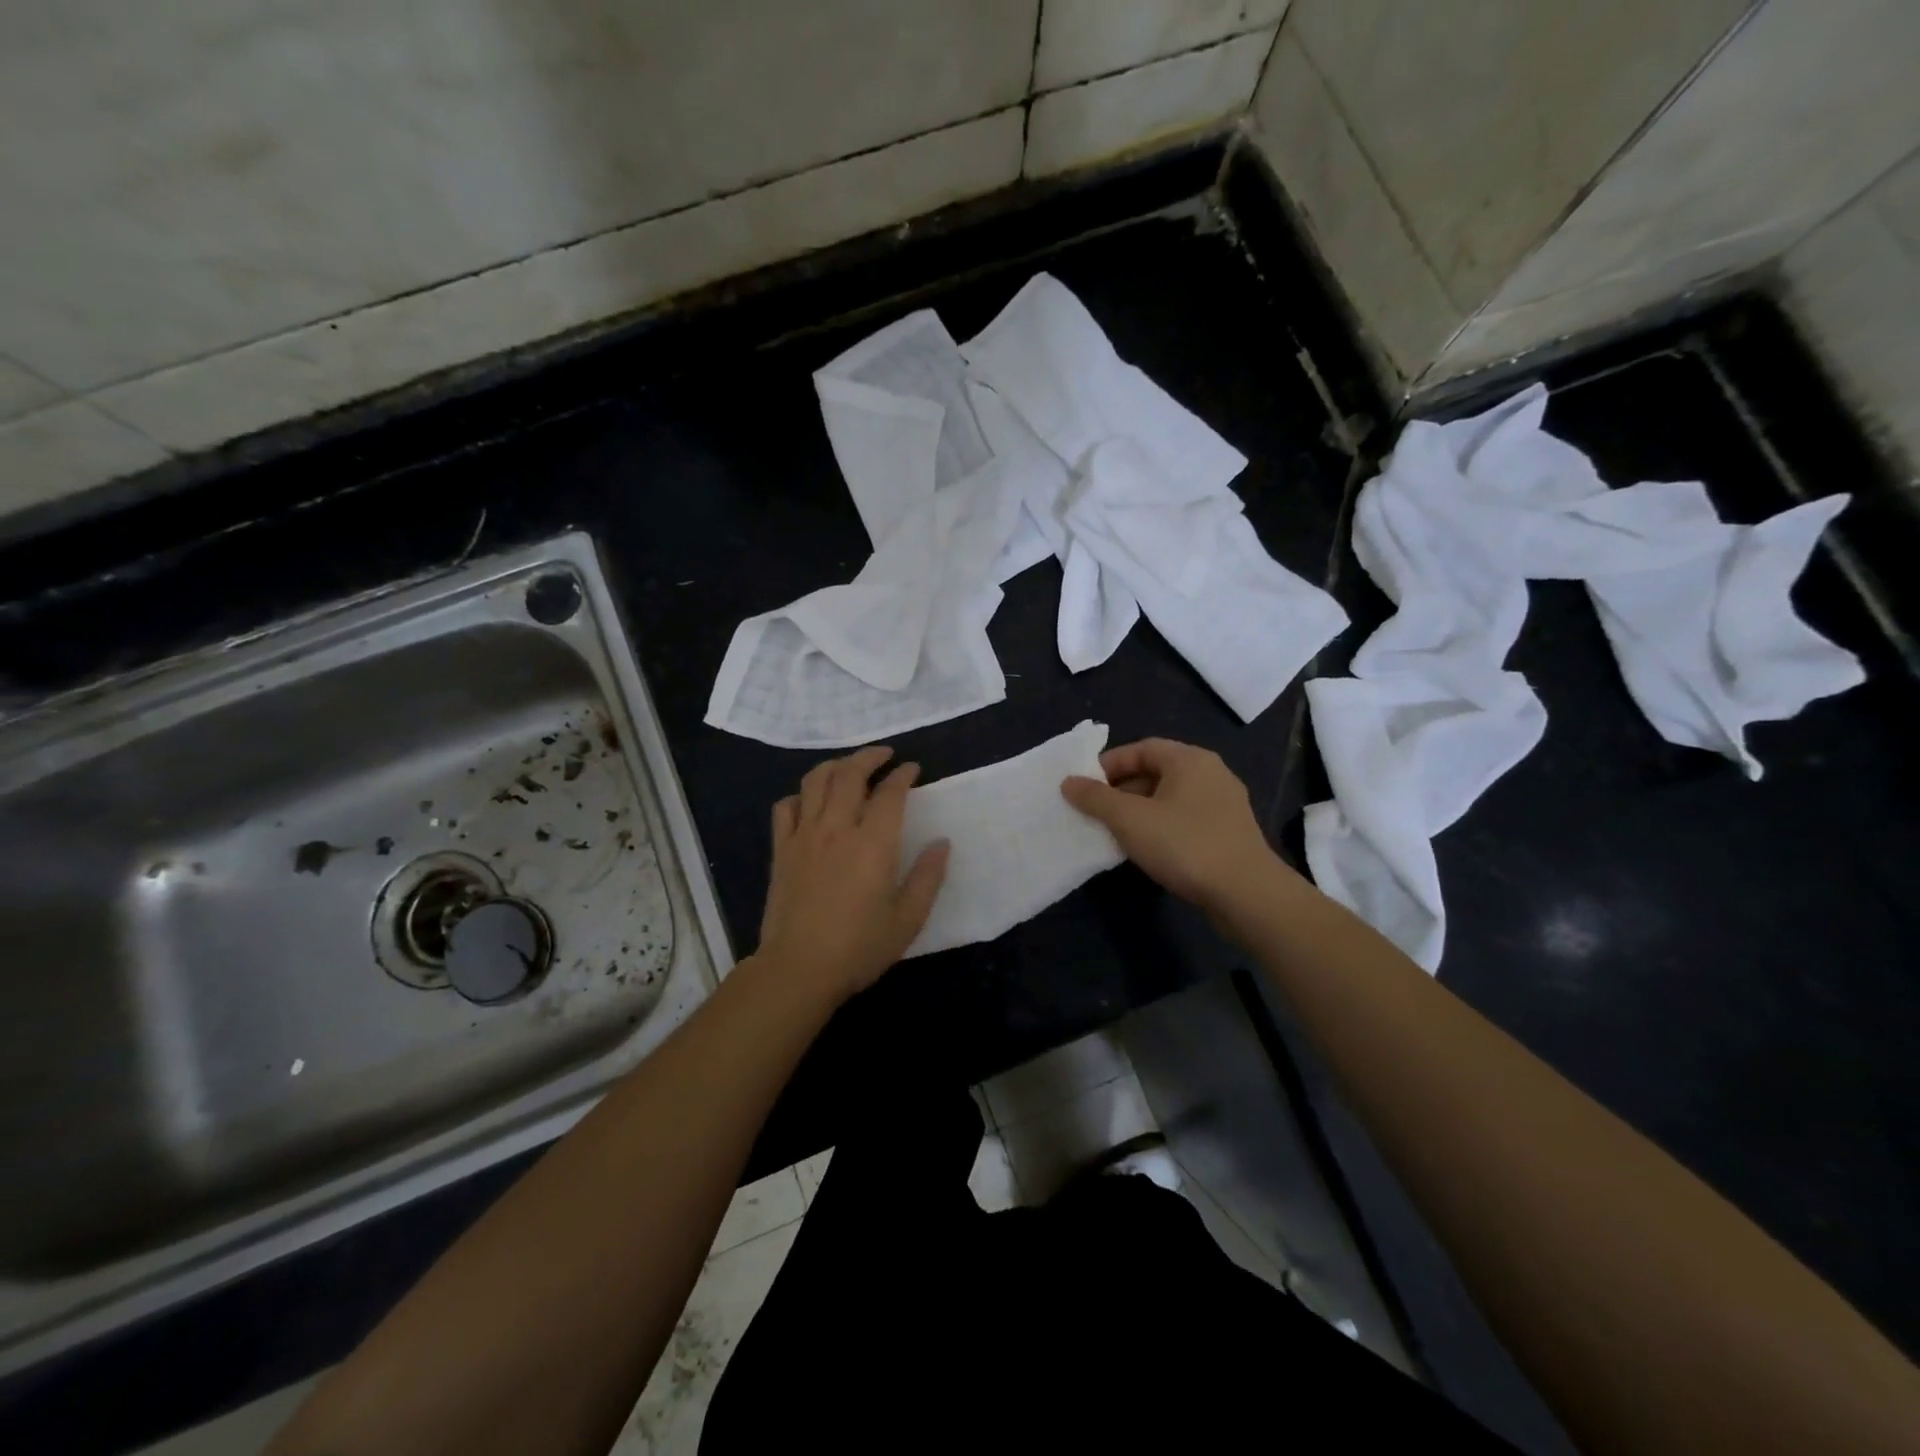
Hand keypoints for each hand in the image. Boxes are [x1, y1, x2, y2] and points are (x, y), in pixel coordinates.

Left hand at [755, 745, 949, 1004]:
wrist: (798, 969)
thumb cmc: (859, 948)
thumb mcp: (908, 919)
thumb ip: (928, 877)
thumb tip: (941, 842)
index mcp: (873, 843)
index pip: (890, 792)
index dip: (903, 774)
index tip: (913, 769)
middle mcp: (837, 828)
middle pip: (850, 774)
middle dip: (870, 757)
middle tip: (885, 756)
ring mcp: (804, 836)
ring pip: (815, 781)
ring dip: (835, 766)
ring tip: (850, 768)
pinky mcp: (781, 850)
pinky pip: (786, 807)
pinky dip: (800, 795)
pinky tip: (810, 802)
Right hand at [1061, 738, 1286, 912]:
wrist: (1246, 894)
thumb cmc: (1185, 845)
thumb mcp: (1130, 820)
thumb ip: (1096, 798)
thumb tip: (1069, 782)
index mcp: (1190, 760)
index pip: (1141, 748)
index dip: (1109, 764)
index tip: (1085, 787)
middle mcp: (1211, 773)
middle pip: (1156, 771)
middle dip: (1122, 790)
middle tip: (1095, 811)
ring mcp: (1224, 804)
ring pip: (1170, 798)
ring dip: (1140, 811)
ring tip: (1115, 832)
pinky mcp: (1229, 832)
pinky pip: (1185, 819)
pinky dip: (1161, 827)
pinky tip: (1147, 850)